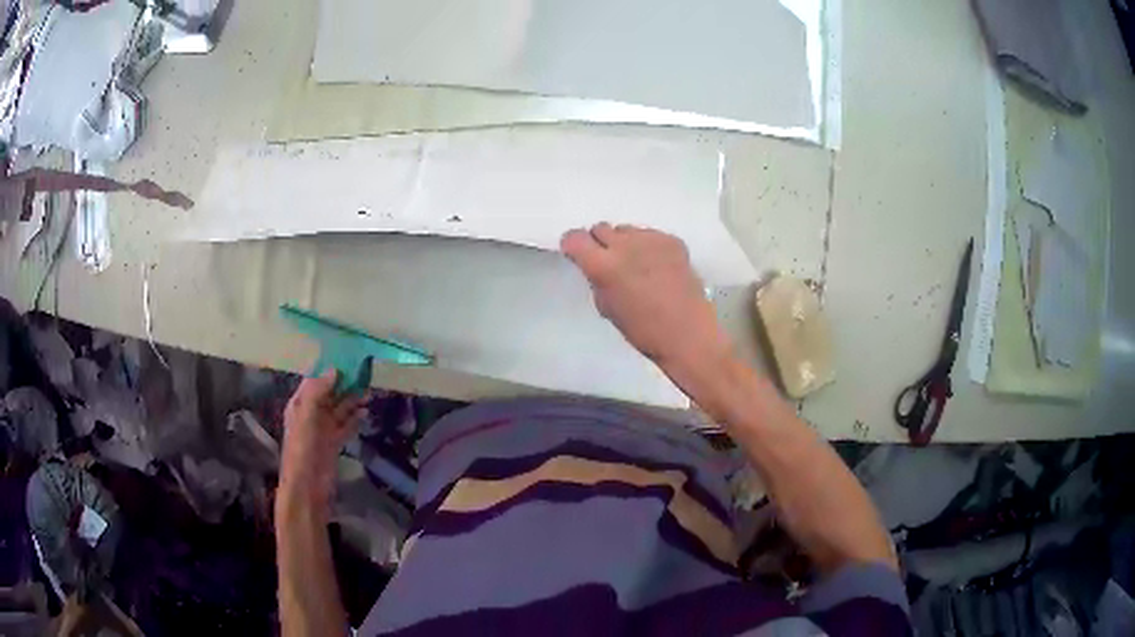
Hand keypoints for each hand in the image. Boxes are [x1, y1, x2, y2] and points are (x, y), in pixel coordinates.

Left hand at [279, 371, 364, 515]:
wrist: (307, 486)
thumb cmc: (303, 449)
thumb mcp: (306, 416)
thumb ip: (317, 392)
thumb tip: (334, 370)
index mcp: (300, 404)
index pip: (314, 380)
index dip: (328, 368)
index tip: (347, 357)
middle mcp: (311, 414)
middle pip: (329, 393)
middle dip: (344, 383)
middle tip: (364, 373)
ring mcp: (323, 429)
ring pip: (340, 409)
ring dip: (352, 400)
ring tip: (369, 391)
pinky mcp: (334, 443)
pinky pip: (346, 426)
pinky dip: (355, 419)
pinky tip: (365, 413)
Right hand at [561, 223, 733, 381]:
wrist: (688, 334)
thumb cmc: (643, 331)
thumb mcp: (607, 308)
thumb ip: (597, 280)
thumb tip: (595, 267)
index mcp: (604, 266)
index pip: (575, 238)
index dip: (574, 246)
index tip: (578, 256)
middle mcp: (626, 245)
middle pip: (601, 228)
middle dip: (600, 244)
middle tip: (610, 263)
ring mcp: (651, 239)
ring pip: (627, 230)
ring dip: (625, 244)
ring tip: (638, 266)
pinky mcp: (673, 240)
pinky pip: (650, 235)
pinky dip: (649, 247)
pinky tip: (659, 268)